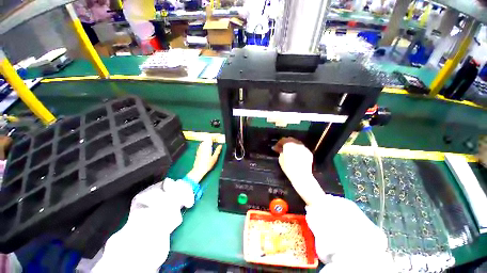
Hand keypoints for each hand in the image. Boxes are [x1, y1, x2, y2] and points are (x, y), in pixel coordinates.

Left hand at [186, 138, 222, 182]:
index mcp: (207, 147)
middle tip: (214, 141)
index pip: (209, 139)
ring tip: (211, 144)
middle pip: (206, 140)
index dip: (213, 138)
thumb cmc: (208, 164)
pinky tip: (206, 147)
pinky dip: (204, 144)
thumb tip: (220, 145)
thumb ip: (217, 151)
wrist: (198, 169)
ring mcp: (199, 149)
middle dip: (210, 139)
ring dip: (207, 141)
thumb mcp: (214, 158)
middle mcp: (203, 147)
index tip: (216, 138)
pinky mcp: (198, 152)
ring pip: (203, 142)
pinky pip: (201, 145)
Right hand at [273, 137, 312, 182]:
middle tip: (282, 148)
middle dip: (286, 143)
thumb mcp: (281, 160)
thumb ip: (281, 153)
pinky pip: (302, 149)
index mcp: (289, 144)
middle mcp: (297, 144)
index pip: (283, 140)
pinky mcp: (309, 153)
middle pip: (290, 140)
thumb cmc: (289, 168)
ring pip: (297, 144)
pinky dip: (298, 151)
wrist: (302, 176)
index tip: (275, 148)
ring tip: (289, 152)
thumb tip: (282, 151)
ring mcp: (304, 148)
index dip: (278, 144)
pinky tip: (296, 156)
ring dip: (293, 146)